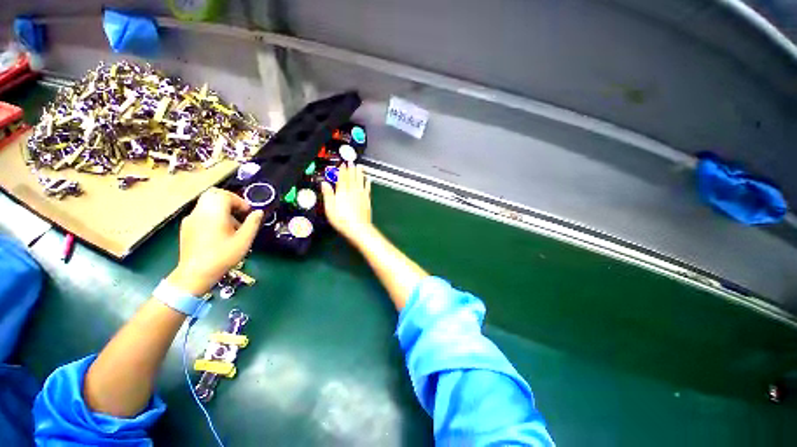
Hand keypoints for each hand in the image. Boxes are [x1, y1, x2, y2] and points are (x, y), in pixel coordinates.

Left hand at [167, 188, 263, 294]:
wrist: (195, 274)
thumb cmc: (222, 256)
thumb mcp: (244, 240)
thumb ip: (252, 223)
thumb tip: (259, 212)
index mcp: (213, 213)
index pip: (225, 195)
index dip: (239, 201)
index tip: (248, 213)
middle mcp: (199, 212)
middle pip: (213, 194)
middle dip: (229, 200)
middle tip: (240, 212)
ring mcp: (190, 219)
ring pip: (206, 203)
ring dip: (221, 208)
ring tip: (232, 226)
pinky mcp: (186, 227)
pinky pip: (201, 213)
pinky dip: (212, 215)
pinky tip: (219, 232)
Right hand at [321, 163, 373, 244]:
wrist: (358, 228)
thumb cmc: (342, 220)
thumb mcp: (330, 208)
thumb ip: (328, 195)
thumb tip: (324, 183)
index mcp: (342, 192)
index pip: (342, 178)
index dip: (342, 170)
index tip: (343, 164)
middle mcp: (352, 191)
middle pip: (352, 178)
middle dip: (351, 169)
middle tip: (352, 161)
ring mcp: (361, 195)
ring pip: (360, 181)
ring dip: (360, 173)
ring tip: (360, 166)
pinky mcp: (367, 200)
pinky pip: (367, 189)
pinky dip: (368, 183)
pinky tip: (368, 179)